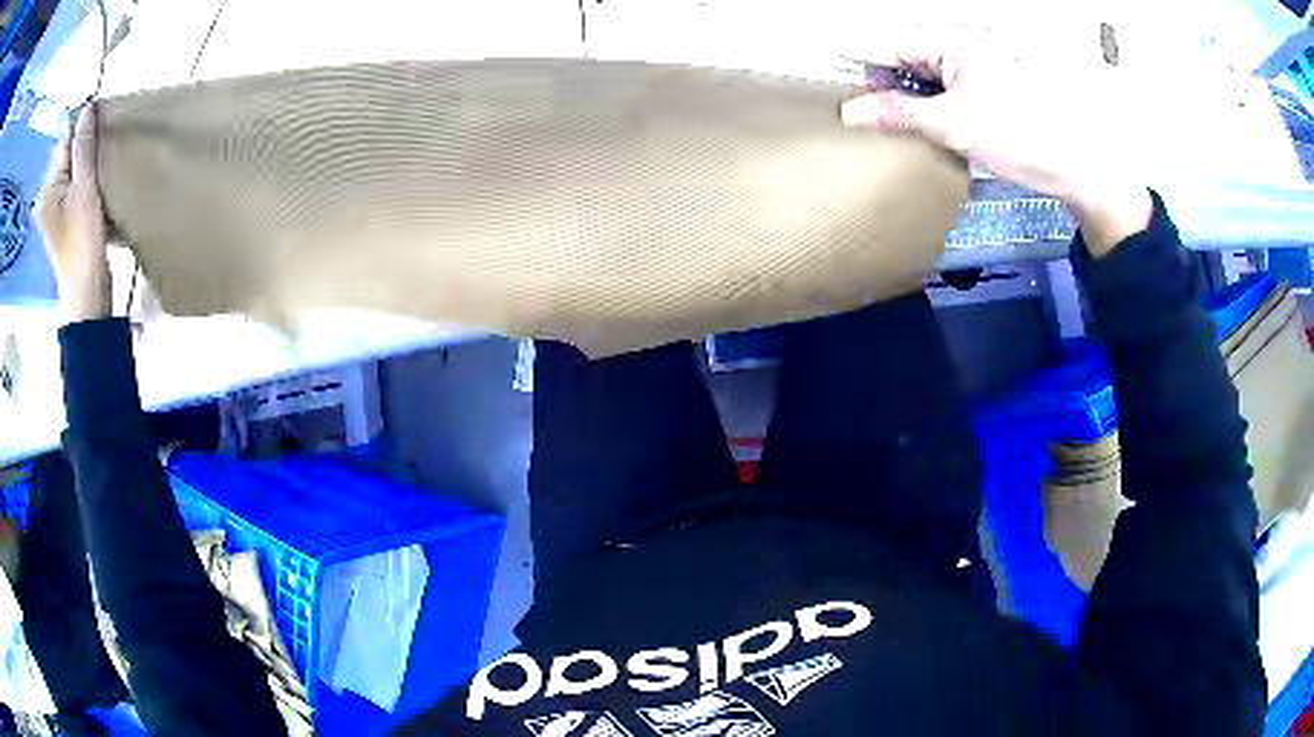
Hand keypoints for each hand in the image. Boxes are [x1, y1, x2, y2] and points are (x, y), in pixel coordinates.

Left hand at [36, 104, 111, 322]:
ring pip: (72, 173)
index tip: (100, 132)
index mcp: (47, 189)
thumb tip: (87, 108)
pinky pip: (73, 189)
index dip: (82, 133)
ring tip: (100, 174)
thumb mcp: (84, 188)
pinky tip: (95, 190)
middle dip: (84, 151)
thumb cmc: (82, 241)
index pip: (65, 142)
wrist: (87, 293)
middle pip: (67, 157)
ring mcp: (53, 214)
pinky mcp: (63, 223)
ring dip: (86, 168)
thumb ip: (83, 147)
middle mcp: (46, 199)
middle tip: (101, 157)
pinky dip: (85, 183)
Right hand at [839, 26, 1152, 257]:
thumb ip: (899, 113)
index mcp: (955, 39)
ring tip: (906, 128)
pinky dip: (937, 104)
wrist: (1080, 167)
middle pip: (909, 55)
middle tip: (878, 121)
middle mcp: (966, 42)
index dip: (867, 69)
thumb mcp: (955, 125)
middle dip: (890, 85)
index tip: (849, 99)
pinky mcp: (993, 84)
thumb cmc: (1022, 138)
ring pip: (929, 73)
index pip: (892, 44)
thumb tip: (851, 112)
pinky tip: (936, 127)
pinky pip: (951, 86)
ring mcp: (981, 63)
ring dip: (914, 98)